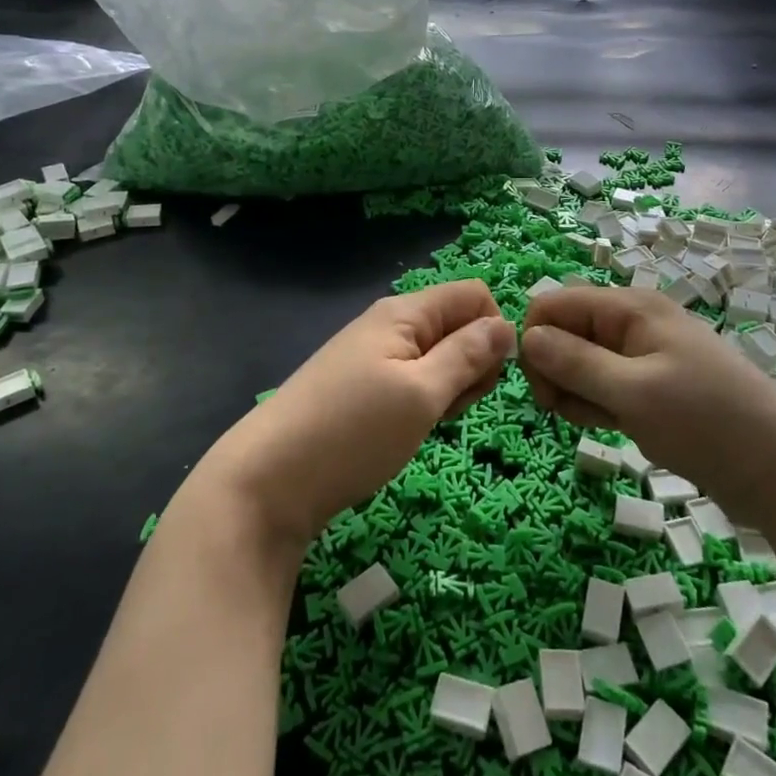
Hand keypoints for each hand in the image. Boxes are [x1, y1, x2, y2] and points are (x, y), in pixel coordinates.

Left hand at [204, 281, 515, 549]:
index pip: (473, 294)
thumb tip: (507, 325)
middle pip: (457, 325)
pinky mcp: (362, 387)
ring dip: (450, 388)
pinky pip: (413, 380)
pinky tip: (409, 430)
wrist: (268, 481)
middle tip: (452, 406)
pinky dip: (424, 402)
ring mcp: (373, 356)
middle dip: (472, 364)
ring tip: (428, 422)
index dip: (492, 330)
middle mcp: (390, 324)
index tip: (486, 377)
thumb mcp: (422, 393)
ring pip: (438, 357)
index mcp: (405, 312)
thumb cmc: (353, 431)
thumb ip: (468, 355)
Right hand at [519, 287, 775, 526]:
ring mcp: (643, 356)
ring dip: (577, 394)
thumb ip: (575, 362)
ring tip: (605, 423)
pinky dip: (598, 406)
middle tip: (571, 413)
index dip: (537, 342)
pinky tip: (616, 427)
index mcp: (630, 308)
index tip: (544, 390)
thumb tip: (526, 337)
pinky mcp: (651, 388)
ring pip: (581, 363)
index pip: (554, 304)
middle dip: (556, 371)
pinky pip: (604, 386)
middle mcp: (633, 323)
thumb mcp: (634, 392)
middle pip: (564, 333)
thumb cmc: (707, 423)